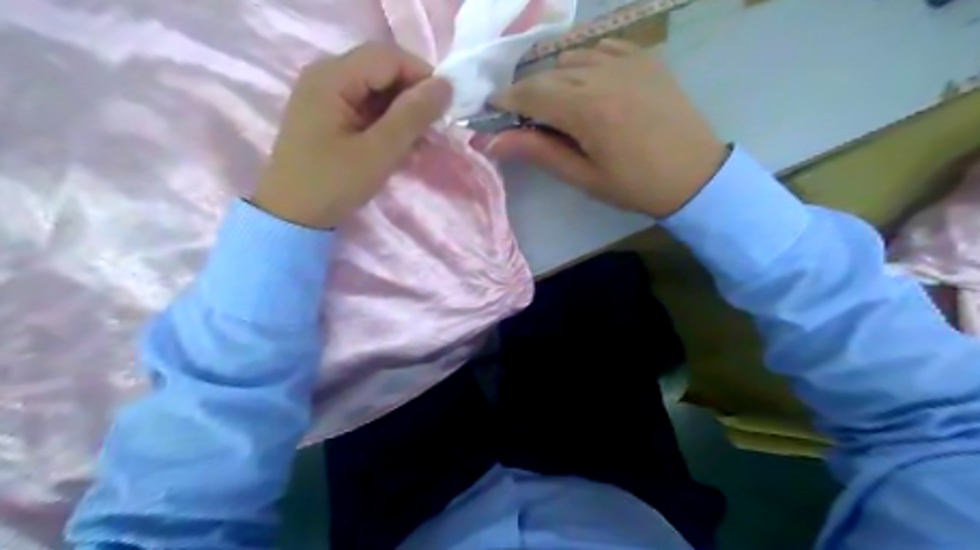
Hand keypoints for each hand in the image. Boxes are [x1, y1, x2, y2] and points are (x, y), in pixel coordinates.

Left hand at [250, 40, 452, 227]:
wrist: (291, 217)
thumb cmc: (332, 184)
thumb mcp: (379, 152)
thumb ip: (412, 116)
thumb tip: (446, 85)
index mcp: (331, 77)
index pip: (388, 57)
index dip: (421, 77)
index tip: (445, 109)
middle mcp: (325, 76)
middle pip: (381, 70)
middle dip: (413, 96)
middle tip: (433, 128)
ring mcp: (325, 95)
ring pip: (376, 89)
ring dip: (402, 111)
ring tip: (420, 141)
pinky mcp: (328, 115)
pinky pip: (366, 106)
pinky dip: (387, 122)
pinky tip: (400, 144)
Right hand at [490, 38, 725, 217]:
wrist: (695, 175)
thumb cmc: (635, 185)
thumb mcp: (583, 177)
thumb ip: (539, 152)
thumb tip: (492, 141)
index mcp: (587, 110)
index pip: (531, 93)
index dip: (506, 100)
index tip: (493, 111)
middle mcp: (604, 76)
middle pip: (548, 73)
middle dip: (529, 92)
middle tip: (527, 118)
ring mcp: (628, 62)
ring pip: (572, 58)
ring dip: (556, 78)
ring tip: (560, 105)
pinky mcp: (646, 59)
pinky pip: (603, 48)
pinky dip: (586, 62)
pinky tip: (589, 83)